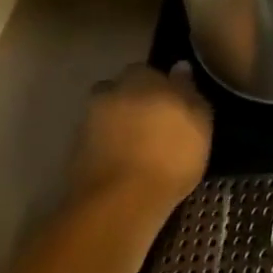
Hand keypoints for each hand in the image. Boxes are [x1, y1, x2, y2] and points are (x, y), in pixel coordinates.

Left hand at [73, 63, 211, 220]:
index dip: (159, 87)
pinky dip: (105, 151)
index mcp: (142, 76)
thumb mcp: (199, 122)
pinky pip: (95, 144)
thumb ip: (189, 91)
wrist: (118, 204)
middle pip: (122, 91)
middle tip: (151, 126)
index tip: (170, 105)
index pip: (149, 71)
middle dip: (133, 103)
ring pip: (106, 117)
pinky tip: (121, 168)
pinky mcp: (73, 157)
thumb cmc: (169, 155)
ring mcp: (87, 124)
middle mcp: (111, 91)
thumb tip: (180, 67)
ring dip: (116, 127)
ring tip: (135, 150)